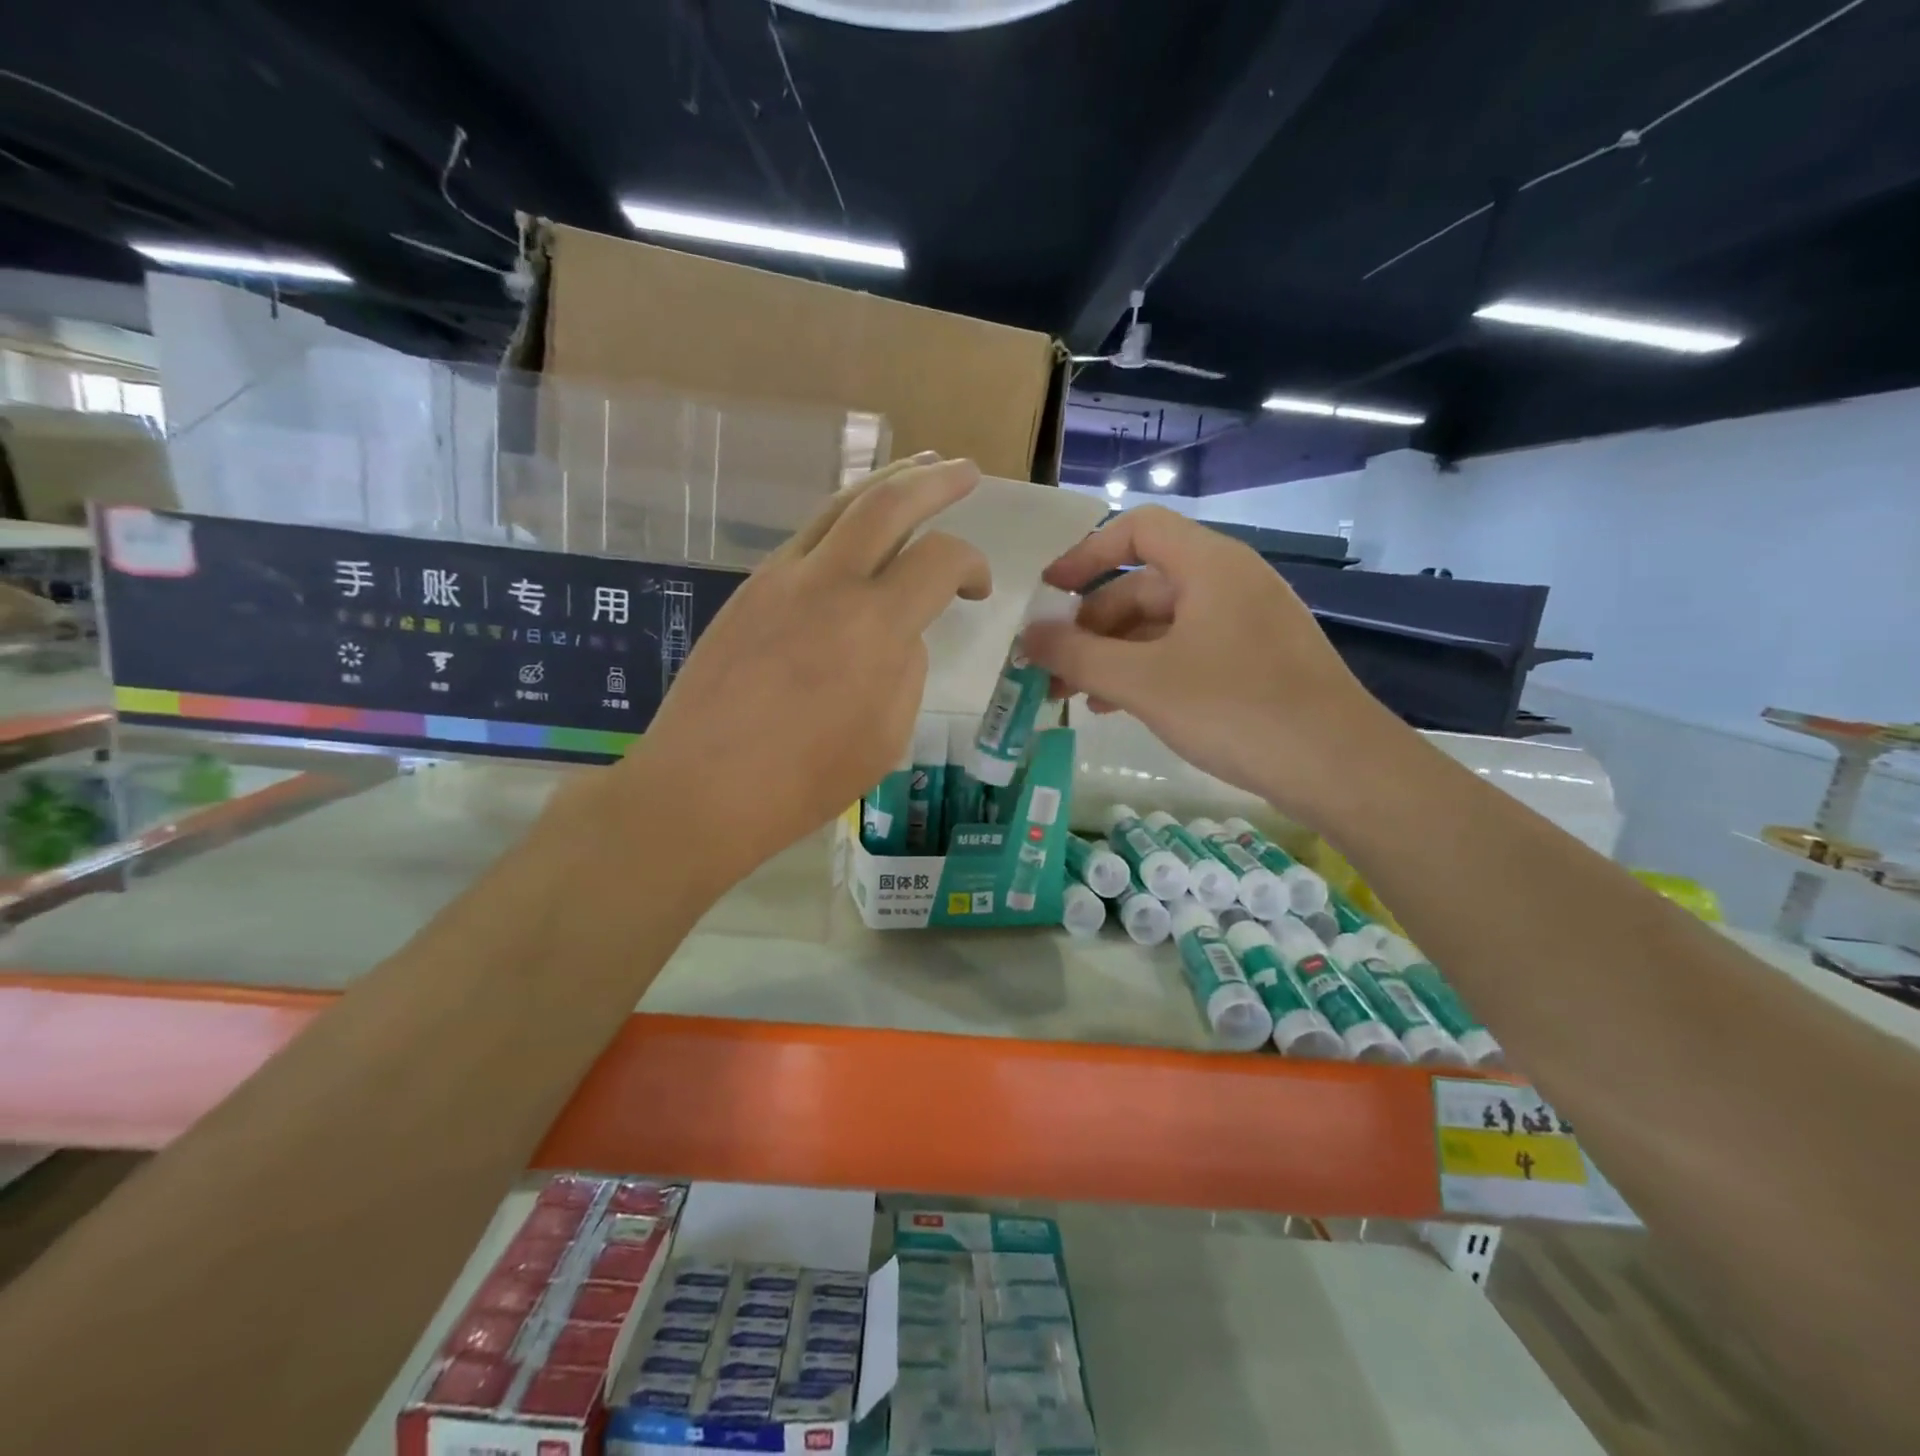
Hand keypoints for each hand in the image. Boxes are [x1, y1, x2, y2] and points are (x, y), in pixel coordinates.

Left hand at [623, 456, 989, 886]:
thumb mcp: (886, 736)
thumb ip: (904, 670)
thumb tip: (898, 633)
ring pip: (838, 506)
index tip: (978, 589)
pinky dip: (843, 520)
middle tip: (965, 470)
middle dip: (934, 480)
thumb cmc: (804, 779)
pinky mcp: (748, 590)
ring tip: (915, 469)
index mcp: (873, 626)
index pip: (939, 559)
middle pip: (887, 501)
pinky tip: (855, 533)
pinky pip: (806, 538)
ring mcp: (779, 579)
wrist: (702, 788)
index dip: (972, 564)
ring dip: (884, 484)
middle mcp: (827, 582)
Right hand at [1023, 506, 1406, 821]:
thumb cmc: (1236, 709)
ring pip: (1161, 626)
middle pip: (1143, 585)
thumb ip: (1078, 656)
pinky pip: (1186, 652)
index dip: (1085, 554)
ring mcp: (1245, 624)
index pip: (1138, 530)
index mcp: (1209, 565)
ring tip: (1074, 697)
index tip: (1048, 593)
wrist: (1340, 767)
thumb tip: (1028, 638)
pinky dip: (1146, 672)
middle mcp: (1229, 583)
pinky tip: (1118, 707)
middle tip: (1052, 667)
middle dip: (1090, 625)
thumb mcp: (1144, 682)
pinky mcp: (1254, 662)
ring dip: (1113, 655)